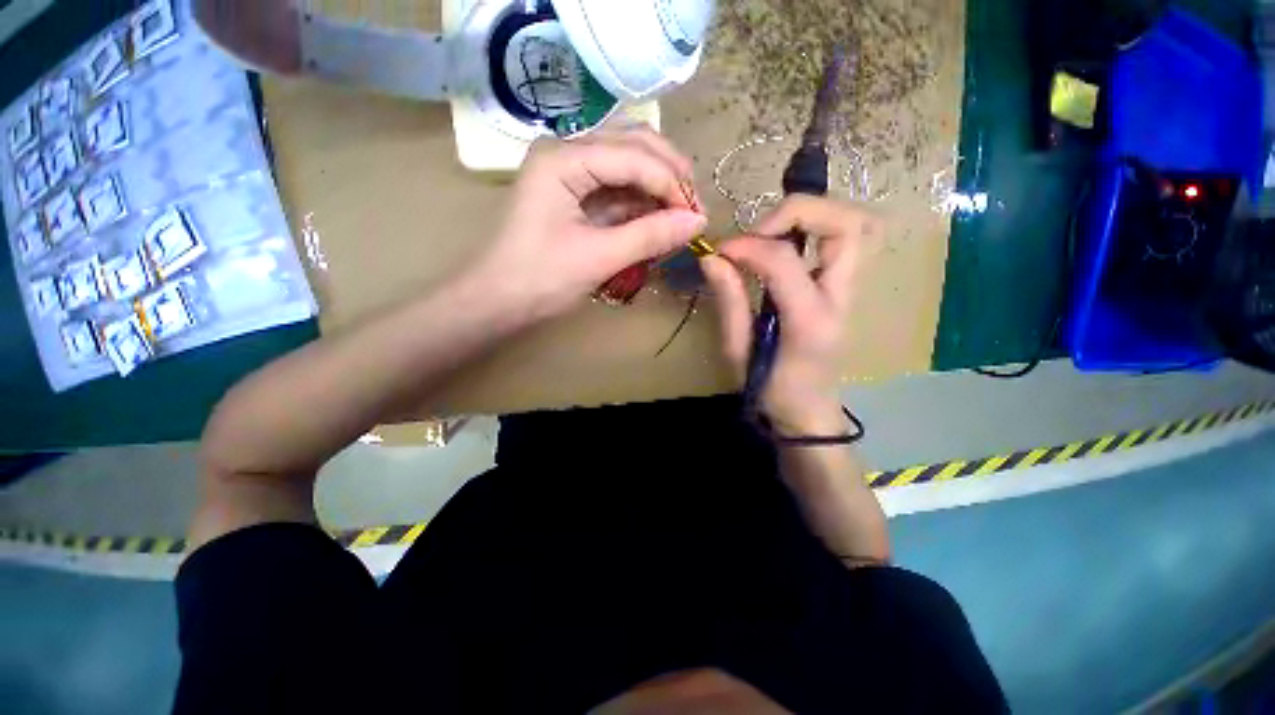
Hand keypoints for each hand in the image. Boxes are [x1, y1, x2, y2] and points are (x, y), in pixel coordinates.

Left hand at [470, 128, 706, 319]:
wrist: (498, 301)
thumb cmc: (540, 279)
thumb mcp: (599, 257)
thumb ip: (650, 236)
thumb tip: (698, 222)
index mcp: (564, 158)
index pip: (634, 156)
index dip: (671, 184)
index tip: (697, 219)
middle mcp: (567, 152)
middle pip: (634, 145)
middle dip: (669, 175)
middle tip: (693, 210)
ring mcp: (570, 171)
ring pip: (628, 164)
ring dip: (657, 188)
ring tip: (680, 218)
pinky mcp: (574, 194)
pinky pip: (617, 189)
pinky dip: (640, 204)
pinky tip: (657, 222)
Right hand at [701, 196, 882, 434]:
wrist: (808, 412)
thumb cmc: (770, 391)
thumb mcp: (739, 352)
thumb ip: (729, 301)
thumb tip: (712, 257)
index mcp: (810, 322)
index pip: (785, 261)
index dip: (749, 245)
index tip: (721, 250)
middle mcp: (841, 299)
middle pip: (848, 225)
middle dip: (798, 212)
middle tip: (758, 232)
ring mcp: (849, 292)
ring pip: (853, 226)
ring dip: (812, 216)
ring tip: (770, 233)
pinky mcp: (843, 288)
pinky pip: (841, 240)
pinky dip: (814, 228)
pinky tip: (782, 243)